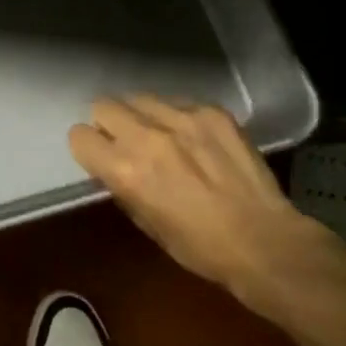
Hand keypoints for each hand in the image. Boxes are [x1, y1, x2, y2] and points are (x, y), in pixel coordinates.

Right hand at [69, 95, 321, 311]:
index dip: (89, 148)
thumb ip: (123, 185)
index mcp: (125, 170)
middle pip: (103, 105)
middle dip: (109, 123)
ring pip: (140, 98)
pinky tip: (195, 138)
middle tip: (127, 142)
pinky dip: (178, 116)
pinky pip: (178, 101)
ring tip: (162, 136)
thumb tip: (113, 165)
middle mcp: (147, 136)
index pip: (80, 135)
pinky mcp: (212, 112)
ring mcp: (182, 118)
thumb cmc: (200, 247)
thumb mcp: (146, 223)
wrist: (266, 242)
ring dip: (142, 116)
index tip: (101, 156)